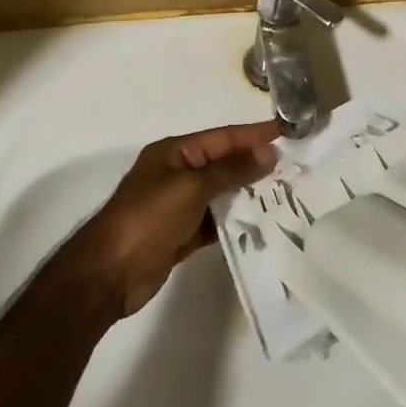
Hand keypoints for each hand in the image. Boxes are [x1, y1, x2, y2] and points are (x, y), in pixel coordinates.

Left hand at [72, 122, 279, 318]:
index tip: (287, 133)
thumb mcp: (191, 187)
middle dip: (256, 165)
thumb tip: (268, 152)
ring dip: (250, 194)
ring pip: (222, 194)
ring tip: (287, 195)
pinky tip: (262, 225)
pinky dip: (236, 223)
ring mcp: (180, 206)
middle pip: (224, 164)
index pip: (222, 138)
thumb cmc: (148, 218)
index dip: (254, 135)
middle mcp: (178, 174)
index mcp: (174, 153)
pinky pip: (216, 222)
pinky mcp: (183, 234)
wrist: (109, 273)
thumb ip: (231, 169)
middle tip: (296, 168)